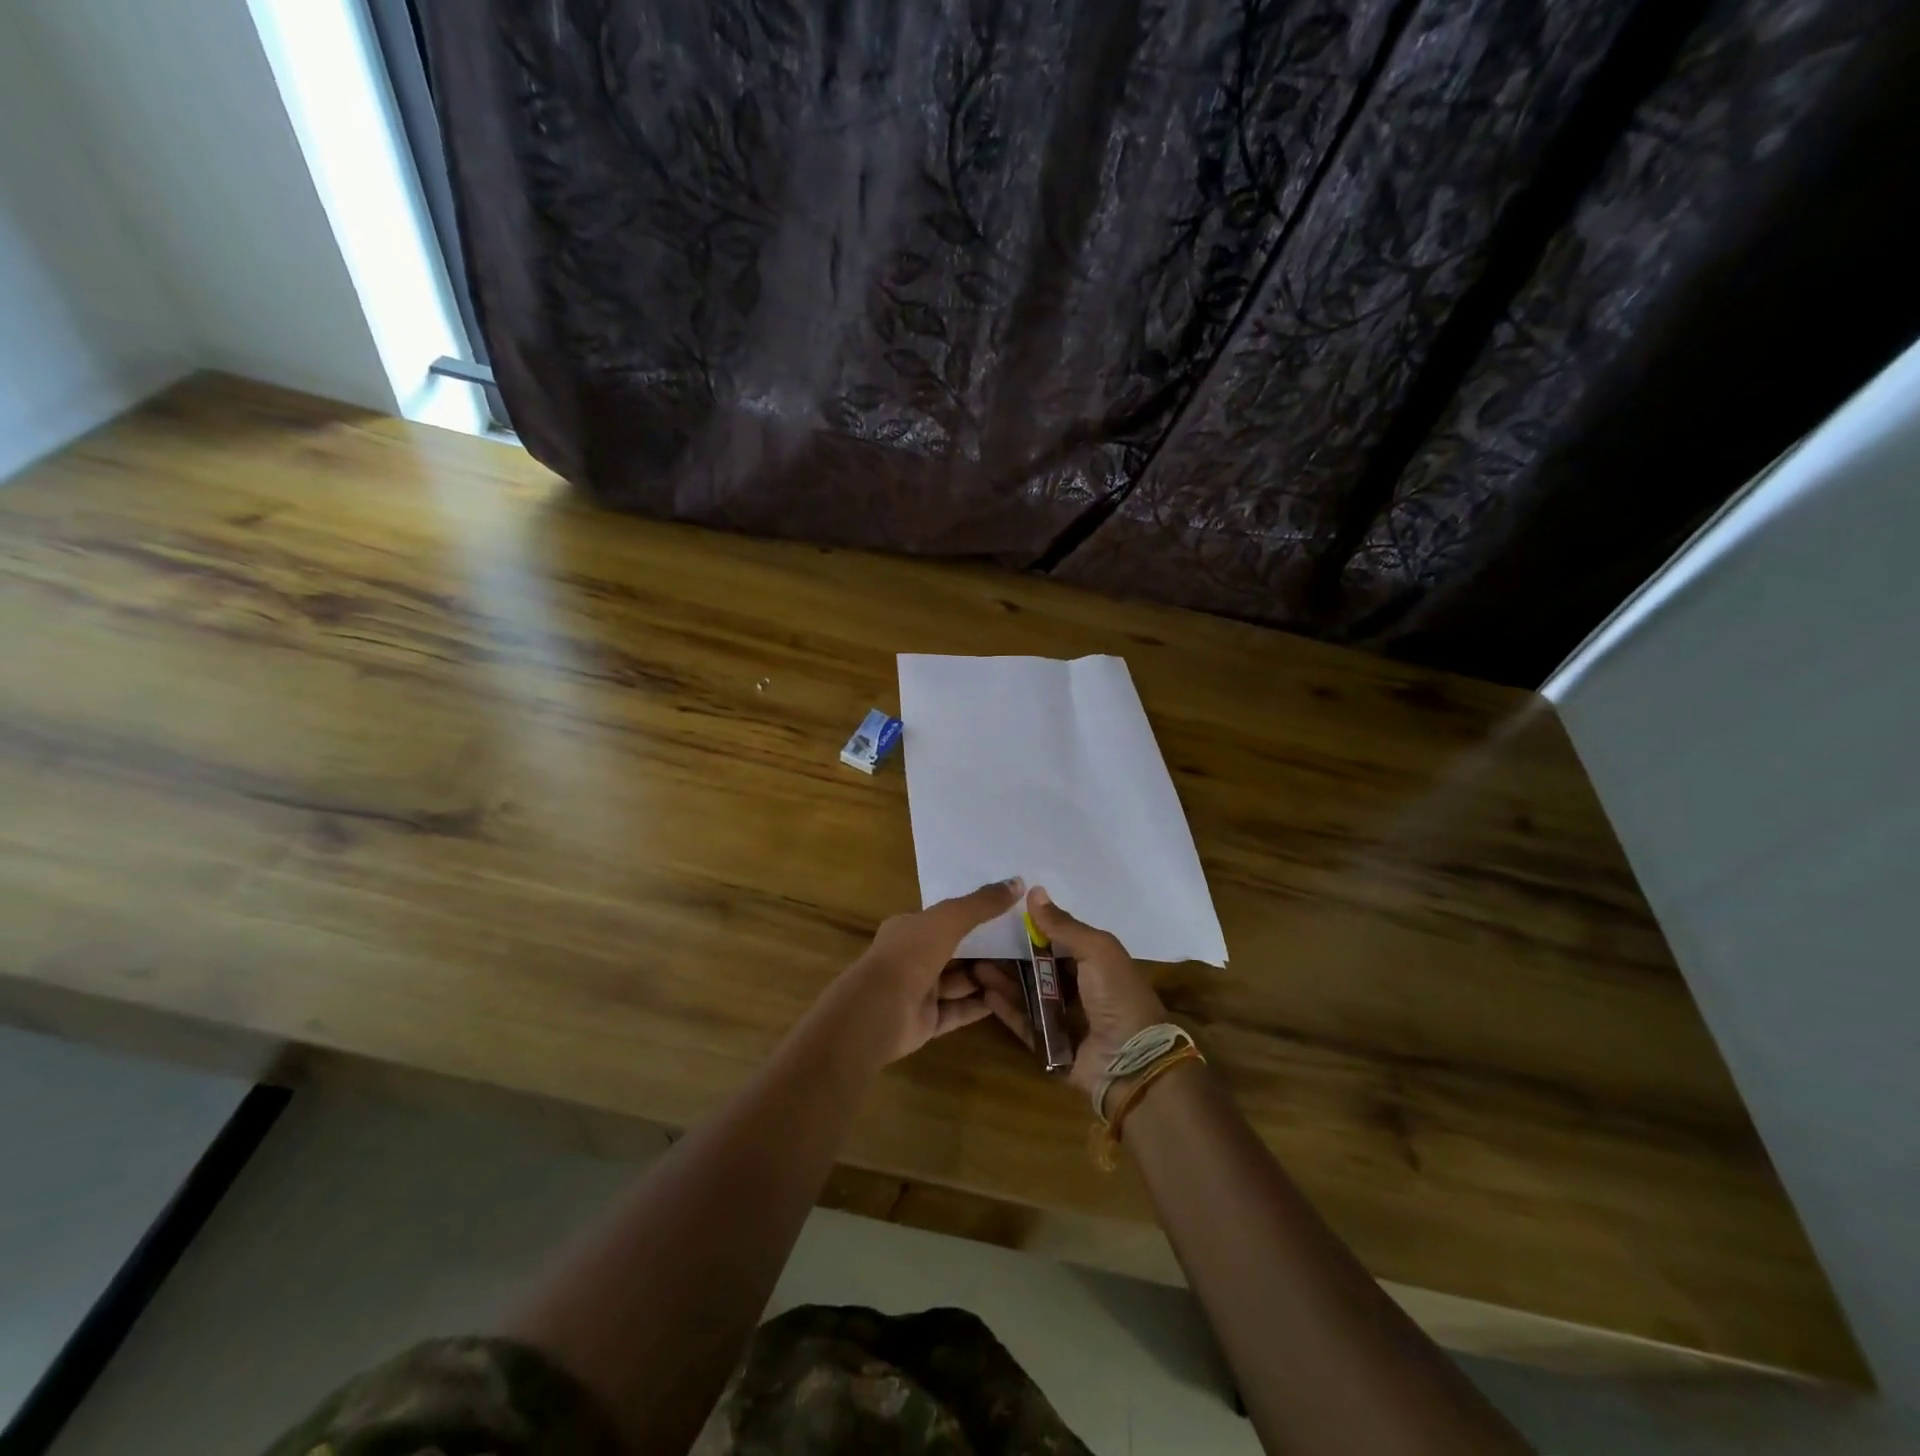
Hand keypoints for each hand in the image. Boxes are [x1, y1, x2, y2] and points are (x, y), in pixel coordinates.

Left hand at [839, 877, 1024, 1062]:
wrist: (880, 1010)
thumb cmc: (911, 954)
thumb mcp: (949, 919)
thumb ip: (982, 903)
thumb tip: (1018, 881)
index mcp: (909, 929)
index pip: (944, 919)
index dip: (972, 915)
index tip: (1005, 914)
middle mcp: (912, 958)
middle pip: (954, 951)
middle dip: (984, 949)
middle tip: (1022, 945)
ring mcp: (918, 992)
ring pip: (958, 982)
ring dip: (985, 977)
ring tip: (1022, 972)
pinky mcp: (926, 1022)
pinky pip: (958, 1011)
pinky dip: (980, 1006)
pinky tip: (1007, 1001)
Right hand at [974, 886, 1169, 1097]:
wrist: (1129, 1061)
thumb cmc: (1117, 995)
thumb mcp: (1096, 950)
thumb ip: (1063, 924)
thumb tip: (1034, 891)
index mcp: (1096, 963)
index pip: (1059, 940)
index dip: (1034, 929)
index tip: (1002, 916)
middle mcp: (1079, 988)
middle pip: (1039, 967)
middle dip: (1012, 955)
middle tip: (980, 942)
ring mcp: (1063, 1017)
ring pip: (1027, 993)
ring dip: (1003, 979)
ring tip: (974, 965)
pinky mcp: (1049, 1043)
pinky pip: (1023, 1022)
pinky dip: (1006, 1007)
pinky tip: (985, 992)